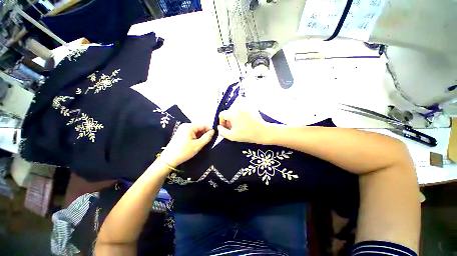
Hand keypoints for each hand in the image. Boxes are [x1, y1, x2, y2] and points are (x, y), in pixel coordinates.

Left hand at [160, 124, 213, 167]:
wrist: (169, 159)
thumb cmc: (184, 152)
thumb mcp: (198, 145)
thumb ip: (207, 137)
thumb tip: (213, 131)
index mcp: (189, 126)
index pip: (204, 124)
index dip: (210, 130)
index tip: (213, 137)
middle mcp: (186, 125)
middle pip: (200, 127)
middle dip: (204, 133)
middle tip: (207, 142)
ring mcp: (183, 129)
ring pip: (196, 131)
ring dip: (200, 136)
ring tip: (201, 143)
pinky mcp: (181, 133)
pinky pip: (192, 133)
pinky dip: (196, 137)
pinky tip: (196, 143)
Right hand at [217, 109, 270, 143]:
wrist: (262, 132)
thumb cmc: (247, 134)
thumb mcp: (232, 136)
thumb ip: (222, 131)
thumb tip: (219, 126)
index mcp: (233, 114)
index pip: (222, 114)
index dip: (222, 121)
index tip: (226, 127)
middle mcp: (238, 107)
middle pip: (228, 112)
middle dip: (229, 119)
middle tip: (233, 127)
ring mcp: (245, 106)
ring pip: (234, 110)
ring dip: (234, 116)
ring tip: (239, 124)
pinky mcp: (250, 106)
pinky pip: (241, 108)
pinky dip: (240, 113)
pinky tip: (244, 120)